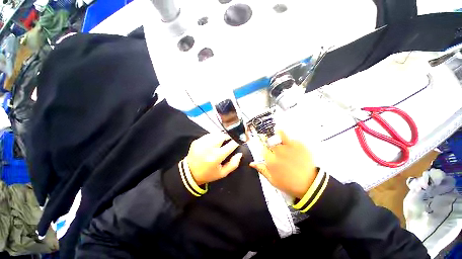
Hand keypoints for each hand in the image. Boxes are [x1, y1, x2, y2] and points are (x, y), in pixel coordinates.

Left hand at [186, 133, 242, 184]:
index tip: (239, 140)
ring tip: (220, 142)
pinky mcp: (196, 141)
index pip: (231, 145)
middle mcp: (209, 148)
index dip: (236, 141)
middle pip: (222, 135)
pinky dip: (212, 137)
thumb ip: (233, 164)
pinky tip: (212, 142)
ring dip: (220, 136)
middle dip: (227, 137)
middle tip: (229, 140)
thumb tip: (239, 154)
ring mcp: (202, 143)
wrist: (189, 173)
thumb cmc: (208, 174)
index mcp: (216, 157)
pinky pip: (208, 135)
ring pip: (215, 134)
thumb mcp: (222, 173)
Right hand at [250, 130, 316, 198]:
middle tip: (274, 146)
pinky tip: (291, 145)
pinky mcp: (299, 145)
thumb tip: (252, 163)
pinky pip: (291, 138)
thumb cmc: (289, 184)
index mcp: (270, 160)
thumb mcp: (272, 180)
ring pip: (279, 135)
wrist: (310, 185)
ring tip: (278, 134)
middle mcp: (278, 151)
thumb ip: (261, 169)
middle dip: (270, 143)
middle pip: (270, 141)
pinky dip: (289, 140)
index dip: (263, 148)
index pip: (262, 149)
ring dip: (277, 134)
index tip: (266, 149)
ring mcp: (289, 147)